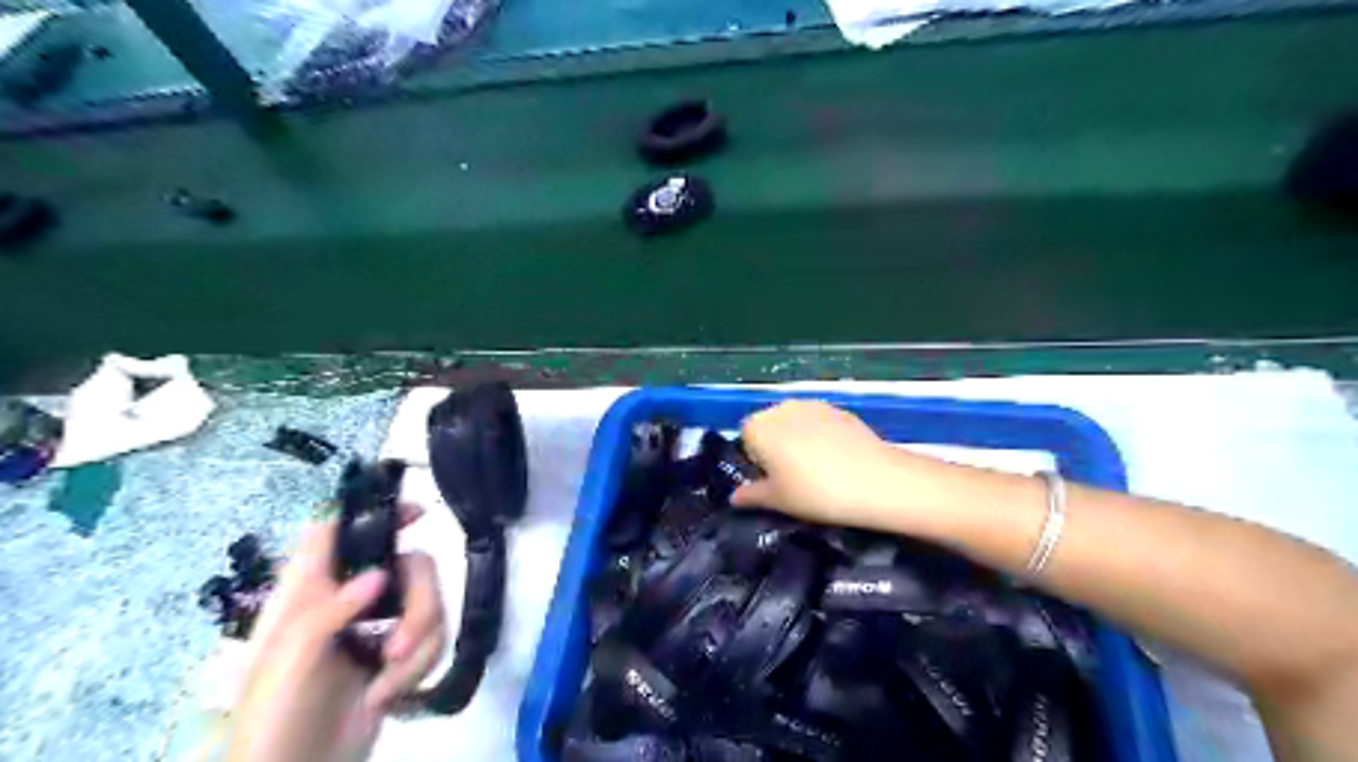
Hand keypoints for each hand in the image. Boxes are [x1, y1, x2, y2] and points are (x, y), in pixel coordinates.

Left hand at [230, 517, 446, 761]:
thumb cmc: (276, 713)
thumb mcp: (289, 659)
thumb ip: (329, 610)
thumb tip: (380, 574)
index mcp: (310, 591)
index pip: (341, 532)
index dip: (376, 514)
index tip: (418, 513)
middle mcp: (350, 600)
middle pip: (410, 567)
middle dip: (419, 607)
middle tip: (401, 646)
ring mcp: (378, 627)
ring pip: (430, 604)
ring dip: (420, 647)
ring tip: (386, 685)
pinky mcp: (399, 655)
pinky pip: (435, 638)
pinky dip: (420, 668)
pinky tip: (387, 696)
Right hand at [734, 403, 910, 533]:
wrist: (874, 481)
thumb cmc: (814, 492)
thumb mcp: (777, 501)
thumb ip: (751, 495)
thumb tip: (735, 497)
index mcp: (758, 427)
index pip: (744, 439)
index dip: (756, 461)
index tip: (772, 481)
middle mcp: (781, 408)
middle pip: (769, 426)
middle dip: (775, 447)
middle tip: (792, 478)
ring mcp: (812, 405)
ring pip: (795, 423)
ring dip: (798, 440)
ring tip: (818, 469)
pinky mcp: (839, 409)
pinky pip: (819, 423)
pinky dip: (822, 437)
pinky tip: (838, 461)